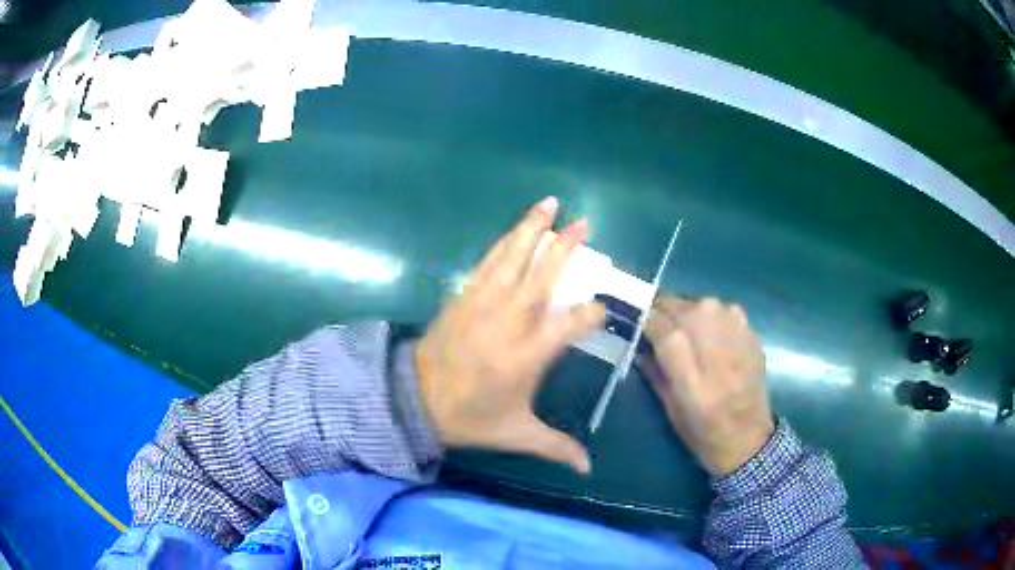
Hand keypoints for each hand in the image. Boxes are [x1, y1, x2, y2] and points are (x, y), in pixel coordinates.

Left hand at [416, 197, 605, 473]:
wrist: (414, 400)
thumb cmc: (469, 417)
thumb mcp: (516, 434)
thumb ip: (556, 447)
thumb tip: (589, 470)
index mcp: (527, 355)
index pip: (572, 324)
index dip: (591, 313)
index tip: (602, 309)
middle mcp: (510, 322)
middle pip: (542, 277)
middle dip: (565, 249)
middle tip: (584, 224)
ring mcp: (483, 304)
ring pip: (512, 260)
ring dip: (532, 231)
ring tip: (548, 204)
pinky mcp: (464, 297)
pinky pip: (488, 263)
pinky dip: (504, 243)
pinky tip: (516, 230)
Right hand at [640, 296, 772, 476]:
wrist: (750, 438)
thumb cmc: (704, 433)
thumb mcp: (670, 409)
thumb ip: (653, 370)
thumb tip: (636, 341)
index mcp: (691, 373)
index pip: (658, 324)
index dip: (643, 321)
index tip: (635, 326)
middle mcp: (715, 342)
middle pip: (678, 306)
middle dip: (663, 314)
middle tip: (657, 330)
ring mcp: (737, 331)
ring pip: (699, 303)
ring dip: (687, 314)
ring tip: (685, 335)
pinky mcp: (751, 330)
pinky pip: (721, 310)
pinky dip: (710, 318)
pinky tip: (711, 338)